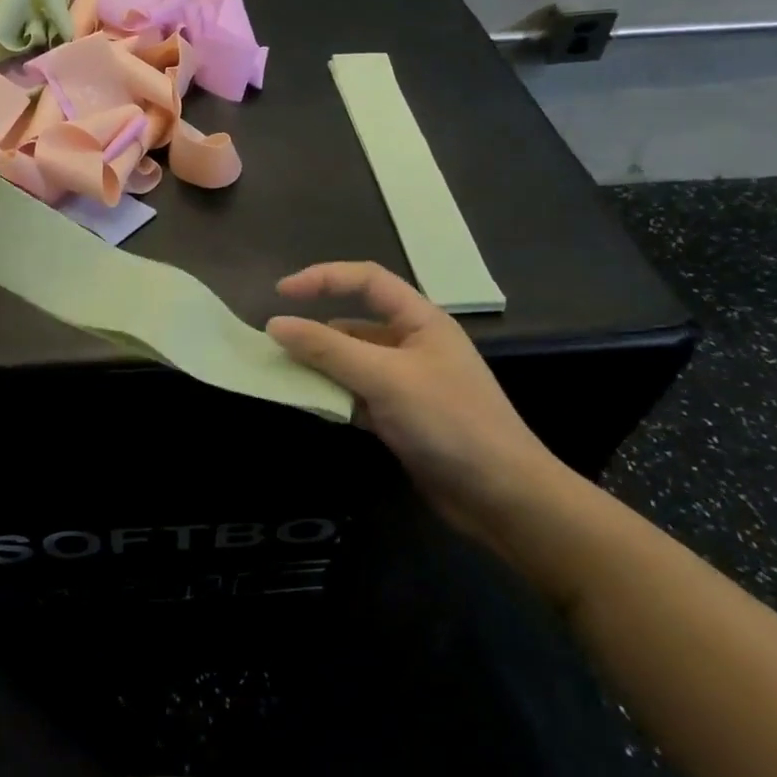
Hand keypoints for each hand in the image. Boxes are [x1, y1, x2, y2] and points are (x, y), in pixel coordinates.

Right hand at [268, 262, 574, 541]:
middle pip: (353, 323)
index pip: (366, 280)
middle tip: (273, 347)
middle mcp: (411, 344)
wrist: (503, 498)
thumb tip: (275, 325)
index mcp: (420, 320)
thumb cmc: (450, 423)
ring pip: (349, 362)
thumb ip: (328, 350)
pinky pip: (355, 394)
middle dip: (314, 332)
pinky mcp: (399, 417)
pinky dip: (332, 397)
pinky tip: (311, 406)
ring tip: (283, 379)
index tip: (280, 293)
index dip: (323, 278)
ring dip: (319, 368)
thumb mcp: (385, 378)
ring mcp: (406, 382)